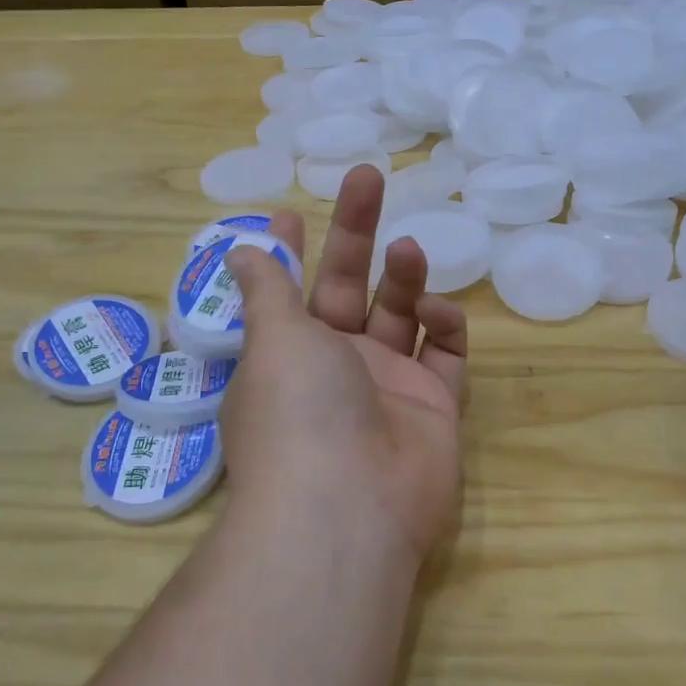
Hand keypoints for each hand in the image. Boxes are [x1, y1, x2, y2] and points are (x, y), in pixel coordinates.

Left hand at [220, 165, 467, 561]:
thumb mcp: (273, 340)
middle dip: (357, 234)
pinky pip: (445, 353)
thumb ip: (267, 290)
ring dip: (403, 276)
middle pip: (349, 287)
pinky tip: (435, 309)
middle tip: (369, 177)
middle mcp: (337, 368)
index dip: (292, 254)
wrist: (350, 507)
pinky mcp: (435, 405)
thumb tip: (240, 251)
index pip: (290, 292)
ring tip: (407, 249)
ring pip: (400, 315)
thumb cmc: (298, 411)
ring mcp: (388, 386)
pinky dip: (443, 323)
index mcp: (289, 355)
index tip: (293, 214)